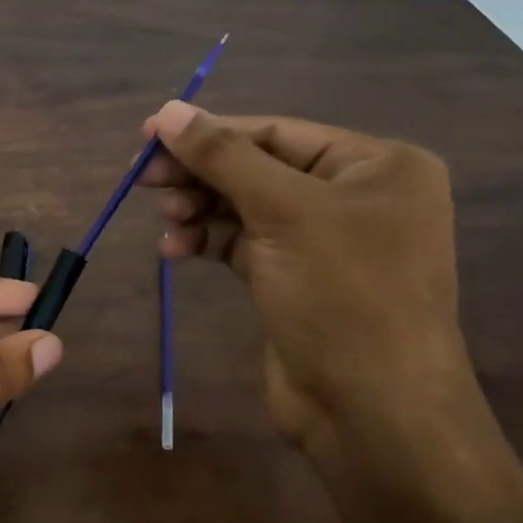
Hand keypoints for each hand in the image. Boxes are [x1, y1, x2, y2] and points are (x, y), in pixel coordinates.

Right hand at [139, 100, 489, 472]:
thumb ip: (223, 156)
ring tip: (166, 219)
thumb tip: (168, 110)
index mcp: (376, 166)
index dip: (210, 132)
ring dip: (201, 208)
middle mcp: (356, 196)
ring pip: (247, 206)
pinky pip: (245, 243)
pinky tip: (174, 250)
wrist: (373, 412)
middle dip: (202, 174)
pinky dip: (209, 242)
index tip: (148, 136)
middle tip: (145, 180)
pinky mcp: (298, 279)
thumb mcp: (282, 212)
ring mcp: (327, 241)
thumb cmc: (342, 295)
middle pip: (259, 168)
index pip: (276, 132)